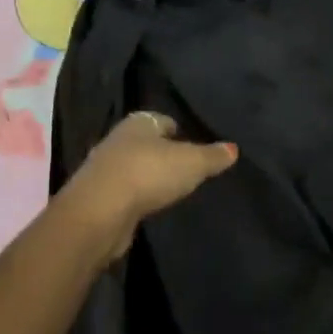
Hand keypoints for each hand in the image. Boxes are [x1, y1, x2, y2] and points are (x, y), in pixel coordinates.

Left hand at [60, 113, 238, 259]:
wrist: (100, 212)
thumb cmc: (149, 173)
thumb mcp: (192, 163)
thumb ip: (213, 156)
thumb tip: (233, 148)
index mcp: (138, 122)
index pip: (163, 121)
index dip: (180, 131)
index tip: (195, 145)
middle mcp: (117, 139)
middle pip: (147, 143)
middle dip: (164, 153)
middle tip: (187, 168)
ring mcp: (105, 168)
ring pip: (134, 167)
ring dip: (149, 176)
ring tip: (171, 189)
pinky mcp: (99, 197)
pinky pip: (125, 191)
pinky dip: (137, 196)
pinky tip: (150, 205)